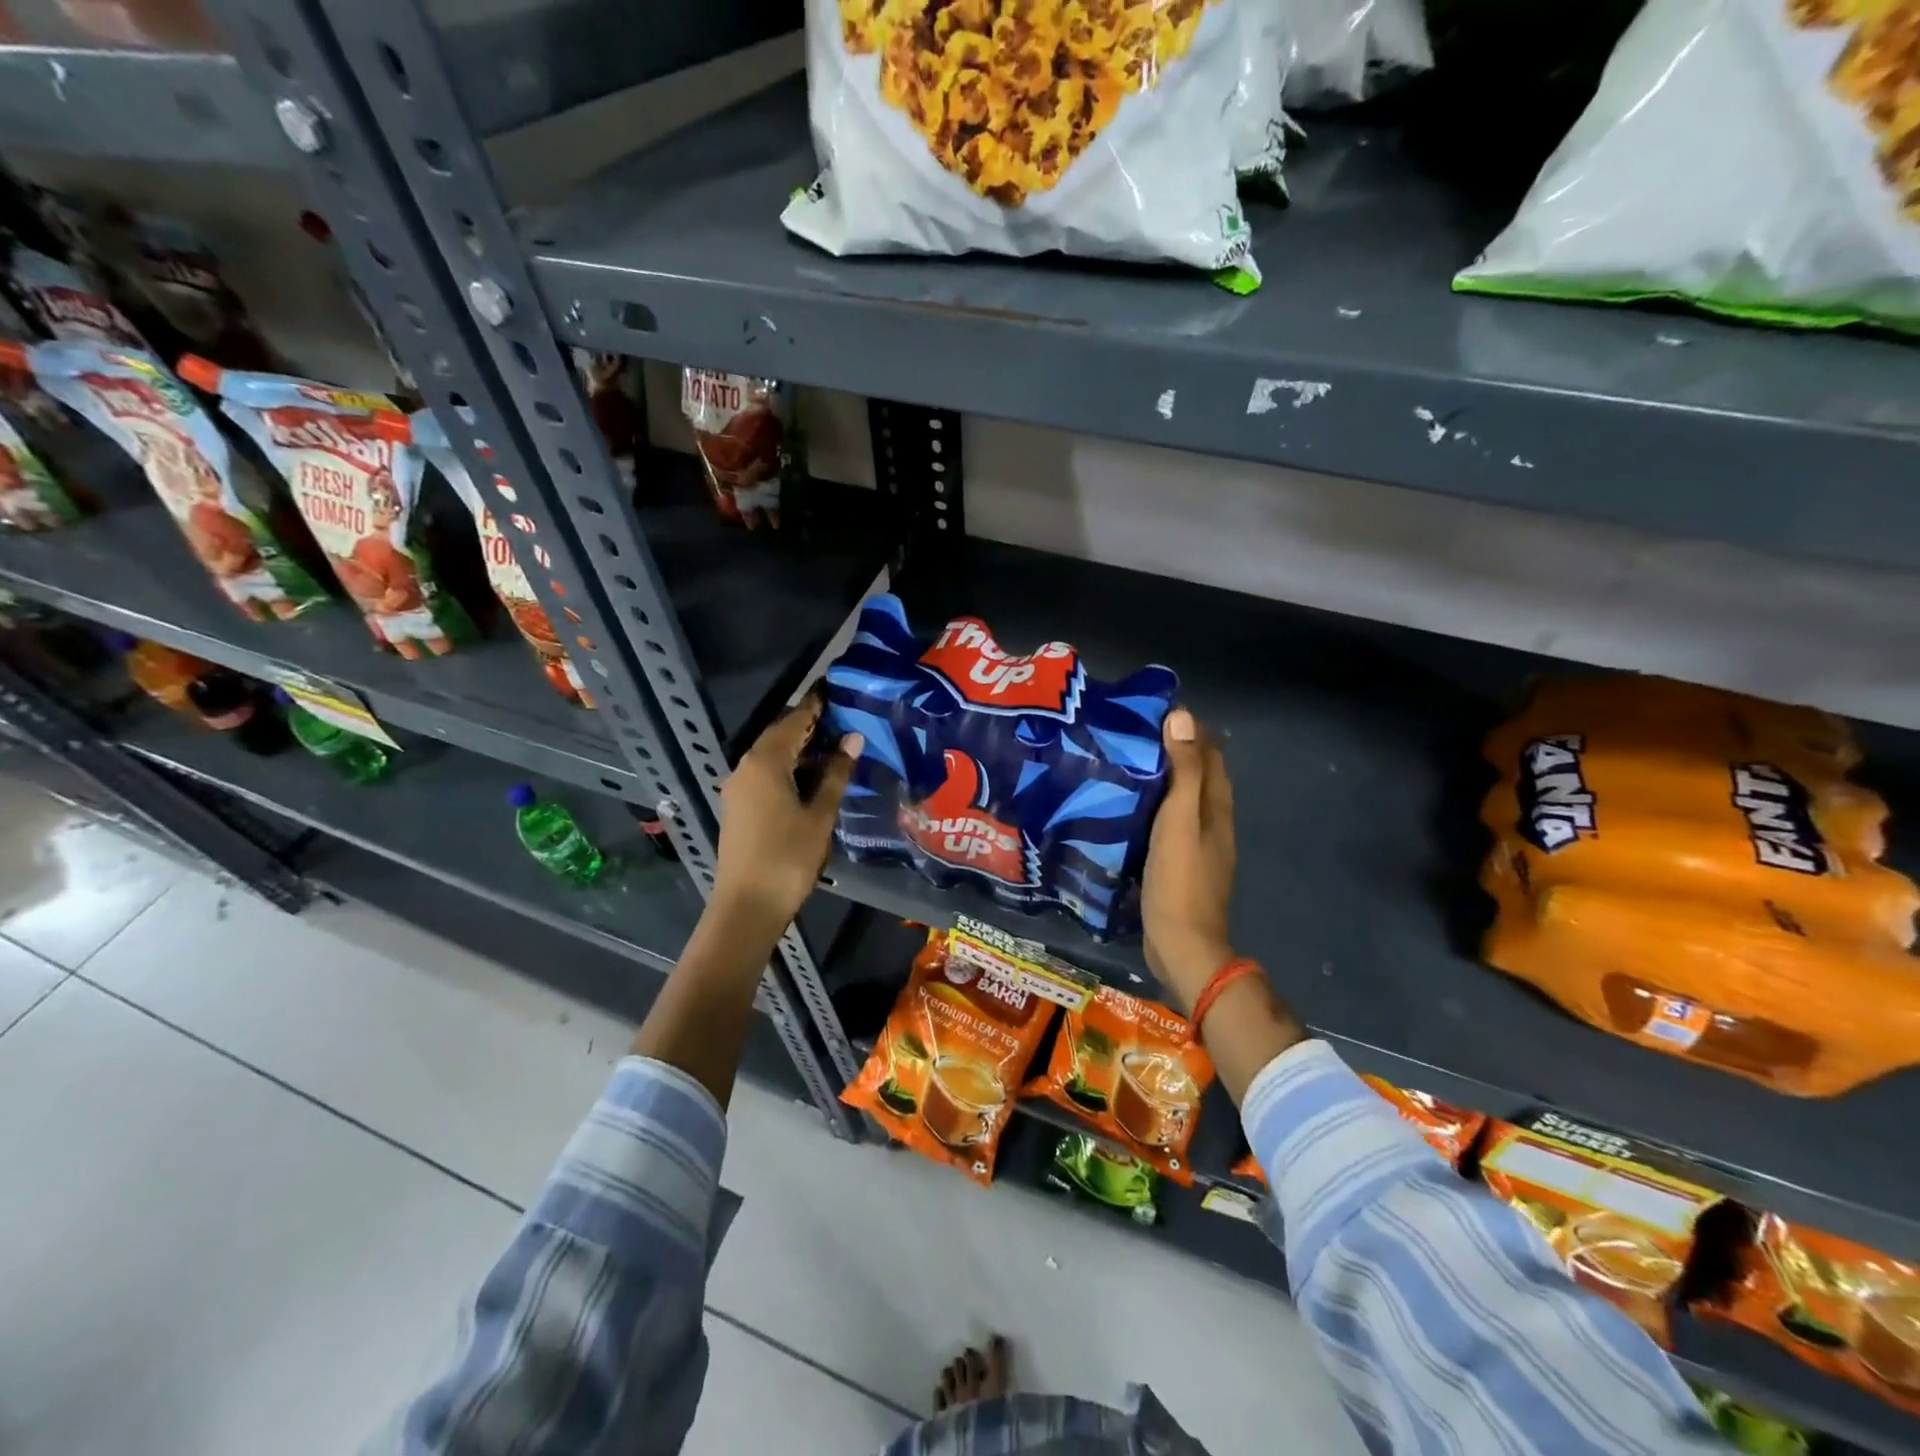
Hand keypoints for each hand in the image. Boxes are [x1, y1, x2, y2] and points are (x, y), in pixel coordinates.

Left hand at [713, 694, 862, 933]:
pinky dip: (789, 768)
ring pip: (772, 756)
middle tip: (844, 720)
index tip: (838, 692)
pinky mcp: (739, 807)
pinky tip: (812, 778)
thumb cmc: (788, 857)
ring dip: (800, 750)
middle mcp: (745, 767)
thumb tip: (852, 740)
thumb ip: (836, 774)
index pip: (793, 721)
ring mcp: (738, 788)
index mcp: (764, 762)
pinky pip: (765, 774)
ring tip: (836, 748)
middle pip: (779, 736)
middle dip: (810, 727)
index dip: (816, 706)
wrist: (747, 907)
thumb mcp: (820, 815)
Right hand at [1142, 707, 1236, 1014]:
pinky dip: (1148, 807)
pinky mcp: (1176, 863)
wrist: (1182, 945)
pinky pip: (1164, 823)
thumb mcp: (1180, 820)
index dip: (1188, 729)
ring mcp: (1195, 845)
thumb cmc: (1180, 880)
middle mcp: (1211, 821)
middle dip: (1170, 750)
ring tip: (1119, 763)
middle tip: (1126, 735)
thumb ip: (1184, 772)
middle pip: (1196, 774)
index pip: (1209, 752)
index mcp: (1216, 806)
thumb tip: (1182, 717)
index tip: (1150, 712)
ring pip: (1179, 799)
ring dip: (1157, 779)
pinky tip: (1122, 808)